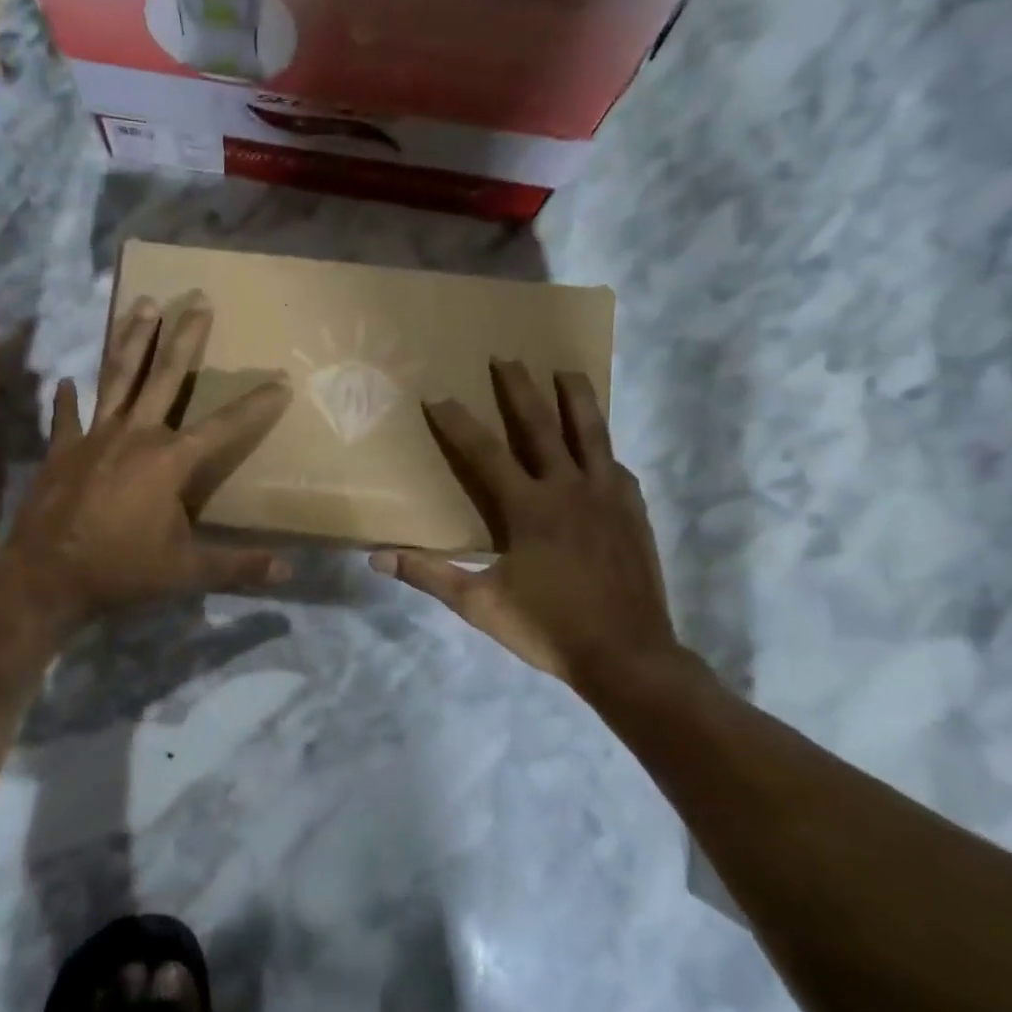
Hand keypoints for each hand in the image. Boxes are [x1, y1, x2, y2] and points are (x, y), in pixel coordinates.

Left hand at [5, 294, 292, 629]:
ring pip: (117, 377)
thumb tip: (288, 572)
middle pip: (165, 376)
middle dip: (185, 337)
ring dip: (132, 340)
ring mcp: (94, 437)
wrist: (45, 576)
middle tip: (198, 299)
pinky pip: (66, 416)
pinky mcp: (62, 449)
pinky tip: (65, 379)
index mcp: (169, 460)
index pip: (224, 426)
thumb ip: (236, 566)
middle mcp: (135, 435)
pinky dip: (66, 399)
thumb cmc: (121, 570)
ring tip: (143, 304)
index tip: (282, 381)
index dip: (256, 405)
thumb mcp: (185, 572)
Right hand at [371, 360, 685, 697]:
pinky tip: (600, 446)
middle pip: (542, 424)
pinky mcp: (633, 510)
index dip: (457, 422)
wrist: (627, 655)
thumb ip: (430, 576)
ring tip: (567, 370)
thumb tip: (378, 558)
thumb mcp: (479, 604)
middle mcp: (569, 488)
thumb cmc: (548, 627)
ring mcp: (608, 495)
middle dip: (520, 388)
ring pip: (592, 431)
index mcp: (529, 508)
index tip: (437, 395)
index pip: (485, 452)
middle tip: (506, 356)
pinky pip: (615, 464)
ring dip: (576, 397)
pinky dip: (602, 446)